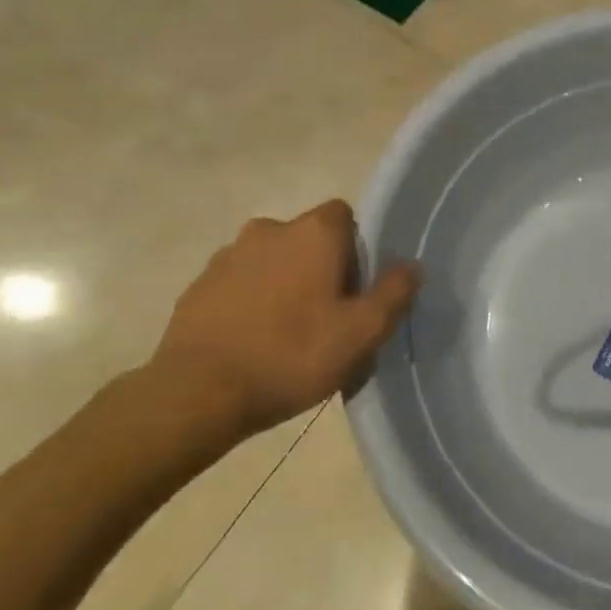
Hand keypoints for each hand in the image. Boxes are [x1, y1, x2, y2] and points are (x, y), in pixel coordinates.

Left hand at [139, 201, 419, 451]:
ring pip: (272, 262)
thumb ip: (394, 293)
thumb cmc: (292, 355)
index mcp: (313, 232)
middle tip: (327, 318)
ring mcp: (227, 256)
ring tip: (287, 336)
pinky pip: (239, 285)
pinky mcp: (198, 286)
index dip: (356, 250)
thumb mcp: (362, 332)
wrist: (198, 393)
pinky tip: (253, 343)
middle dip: (320, 269)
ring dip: (284, 285)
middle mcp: (269, 230)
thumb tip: (412, 266)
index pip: (345, 217)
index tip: (356, 290)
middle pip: (308, 239)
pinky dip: (250, 303)